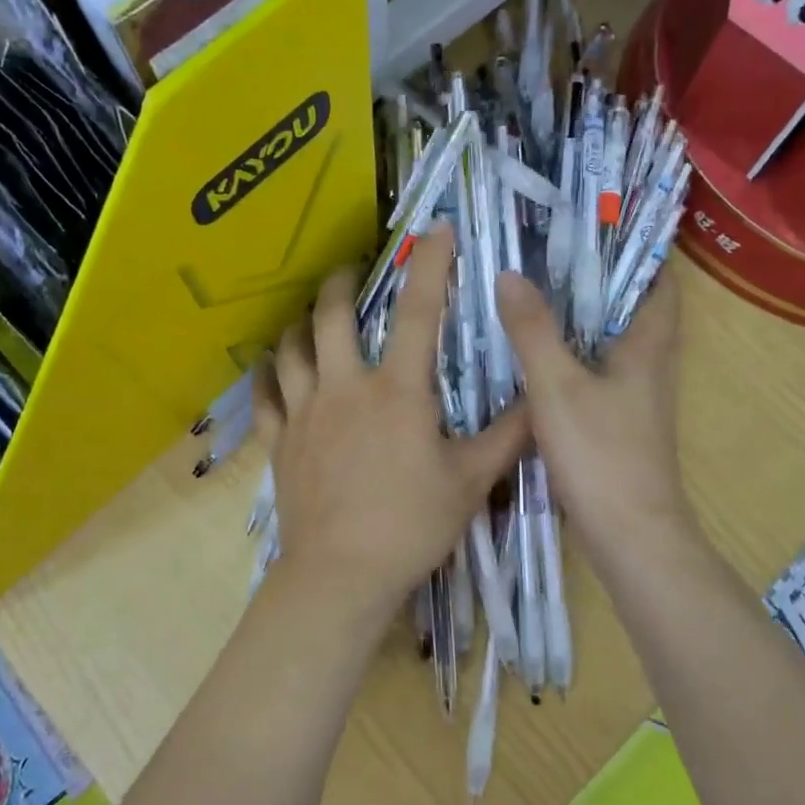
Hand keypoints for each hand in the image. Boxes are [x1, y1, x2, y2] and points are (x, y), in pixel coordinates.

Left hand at [256, 228, 529, 622]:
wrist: (341, 574)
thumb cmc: (411, 525)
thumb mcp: (471, 481)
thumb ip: (508, 435)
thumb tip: (540, 398)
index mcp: (397, 391)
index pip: (420, 312)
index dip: (431, 265)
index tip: (436, 230)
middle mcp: (345, 387)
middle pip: (332, 315)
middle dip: (342, 281)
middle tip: (352, 270)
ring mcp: (305, 412)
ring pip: (291, 348)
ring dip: (300, 323)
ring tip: (310, 315)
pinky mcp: (279, 440)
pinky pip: (264, 395)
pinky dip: (265, 373)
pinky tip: (268, 365)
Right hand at [496, 263, 691, 567]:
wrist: (630, 534)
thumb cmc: (600, 453)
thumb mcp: (556, 386)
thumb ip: (533, 331)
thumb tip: (510, 274)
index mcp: (648, 346)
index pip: (661, 282)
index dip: (641, 251)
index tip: (600, 227)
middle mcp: (651, 367)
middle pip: (635, 310)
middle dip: (601, 281)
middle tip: (553, 254)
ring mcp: (638, 399)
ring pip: (615, 344)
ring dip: (587, 319)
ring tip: (540, 295)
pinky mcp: (622, 425)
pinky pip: (601, 373)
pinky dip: (577, 356)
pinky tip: (540, 358)